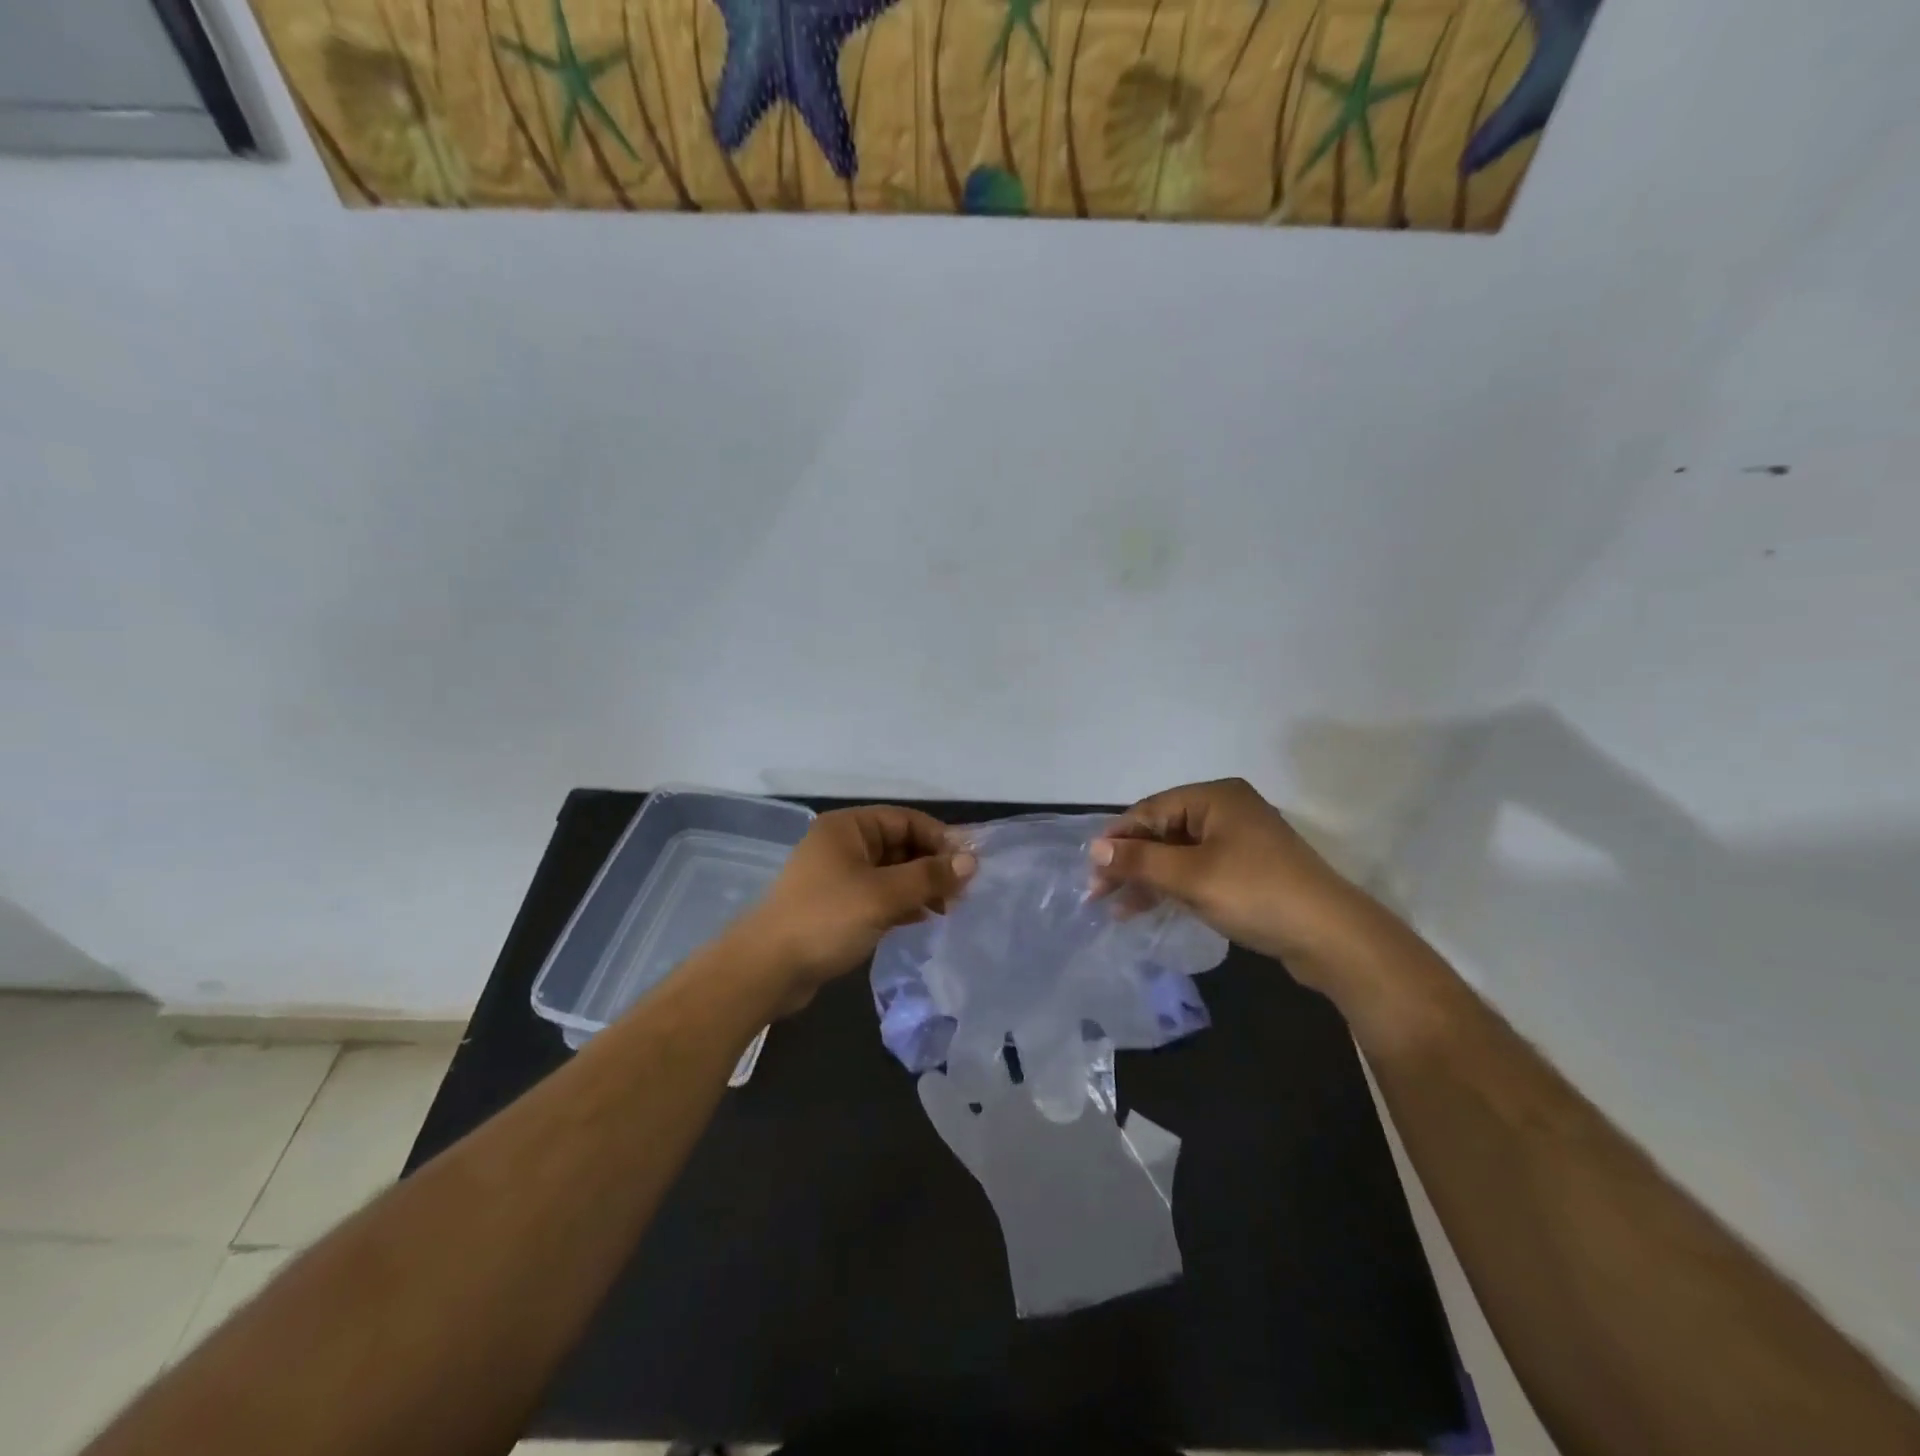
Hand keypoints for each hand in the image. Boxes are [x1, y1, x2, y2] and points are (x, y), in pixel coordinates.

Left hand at [738, 805, 975, 1007]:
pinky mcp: (836, 907)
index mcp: (848, 827)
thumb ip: (928, 876)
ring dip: (919, 886)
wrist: (767, 970)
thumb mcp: (883, 895)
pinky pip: (878, 896)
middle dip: (932, 865)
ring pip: (890, 873)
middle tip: (963, 892)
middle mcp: (842, 845)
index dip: (940, 839)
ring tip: (948, 909)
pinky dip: (902, 904)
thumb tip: (971, 861)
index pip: (905, 820)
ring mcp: (837, 877)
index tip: (970, 864)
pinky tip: (923, 919)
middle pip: (899, 845)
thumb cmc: (826, 919)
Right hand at [1089, 778, 1381, 983]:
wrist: (1332, 937)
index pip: (1151, 810)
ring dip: (1149, 879)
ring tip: (1119, 909)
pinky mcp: (1249, 870)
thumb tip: (1094, 849)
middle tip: (1099, 894)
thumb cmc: (1256, 893)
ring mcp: (1240, 841)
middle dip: (1131, 863)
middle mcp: (1227, 810)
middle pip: (1164, 831)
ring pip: (1179, 854)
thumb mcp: (1190, 877)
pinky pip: (1199, 870)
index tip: (1090, 870)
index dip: (1118, 839)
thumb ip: (1140, 861)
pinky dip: (1174, 887)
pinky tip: (1152, 908)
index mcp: (1215, 797)